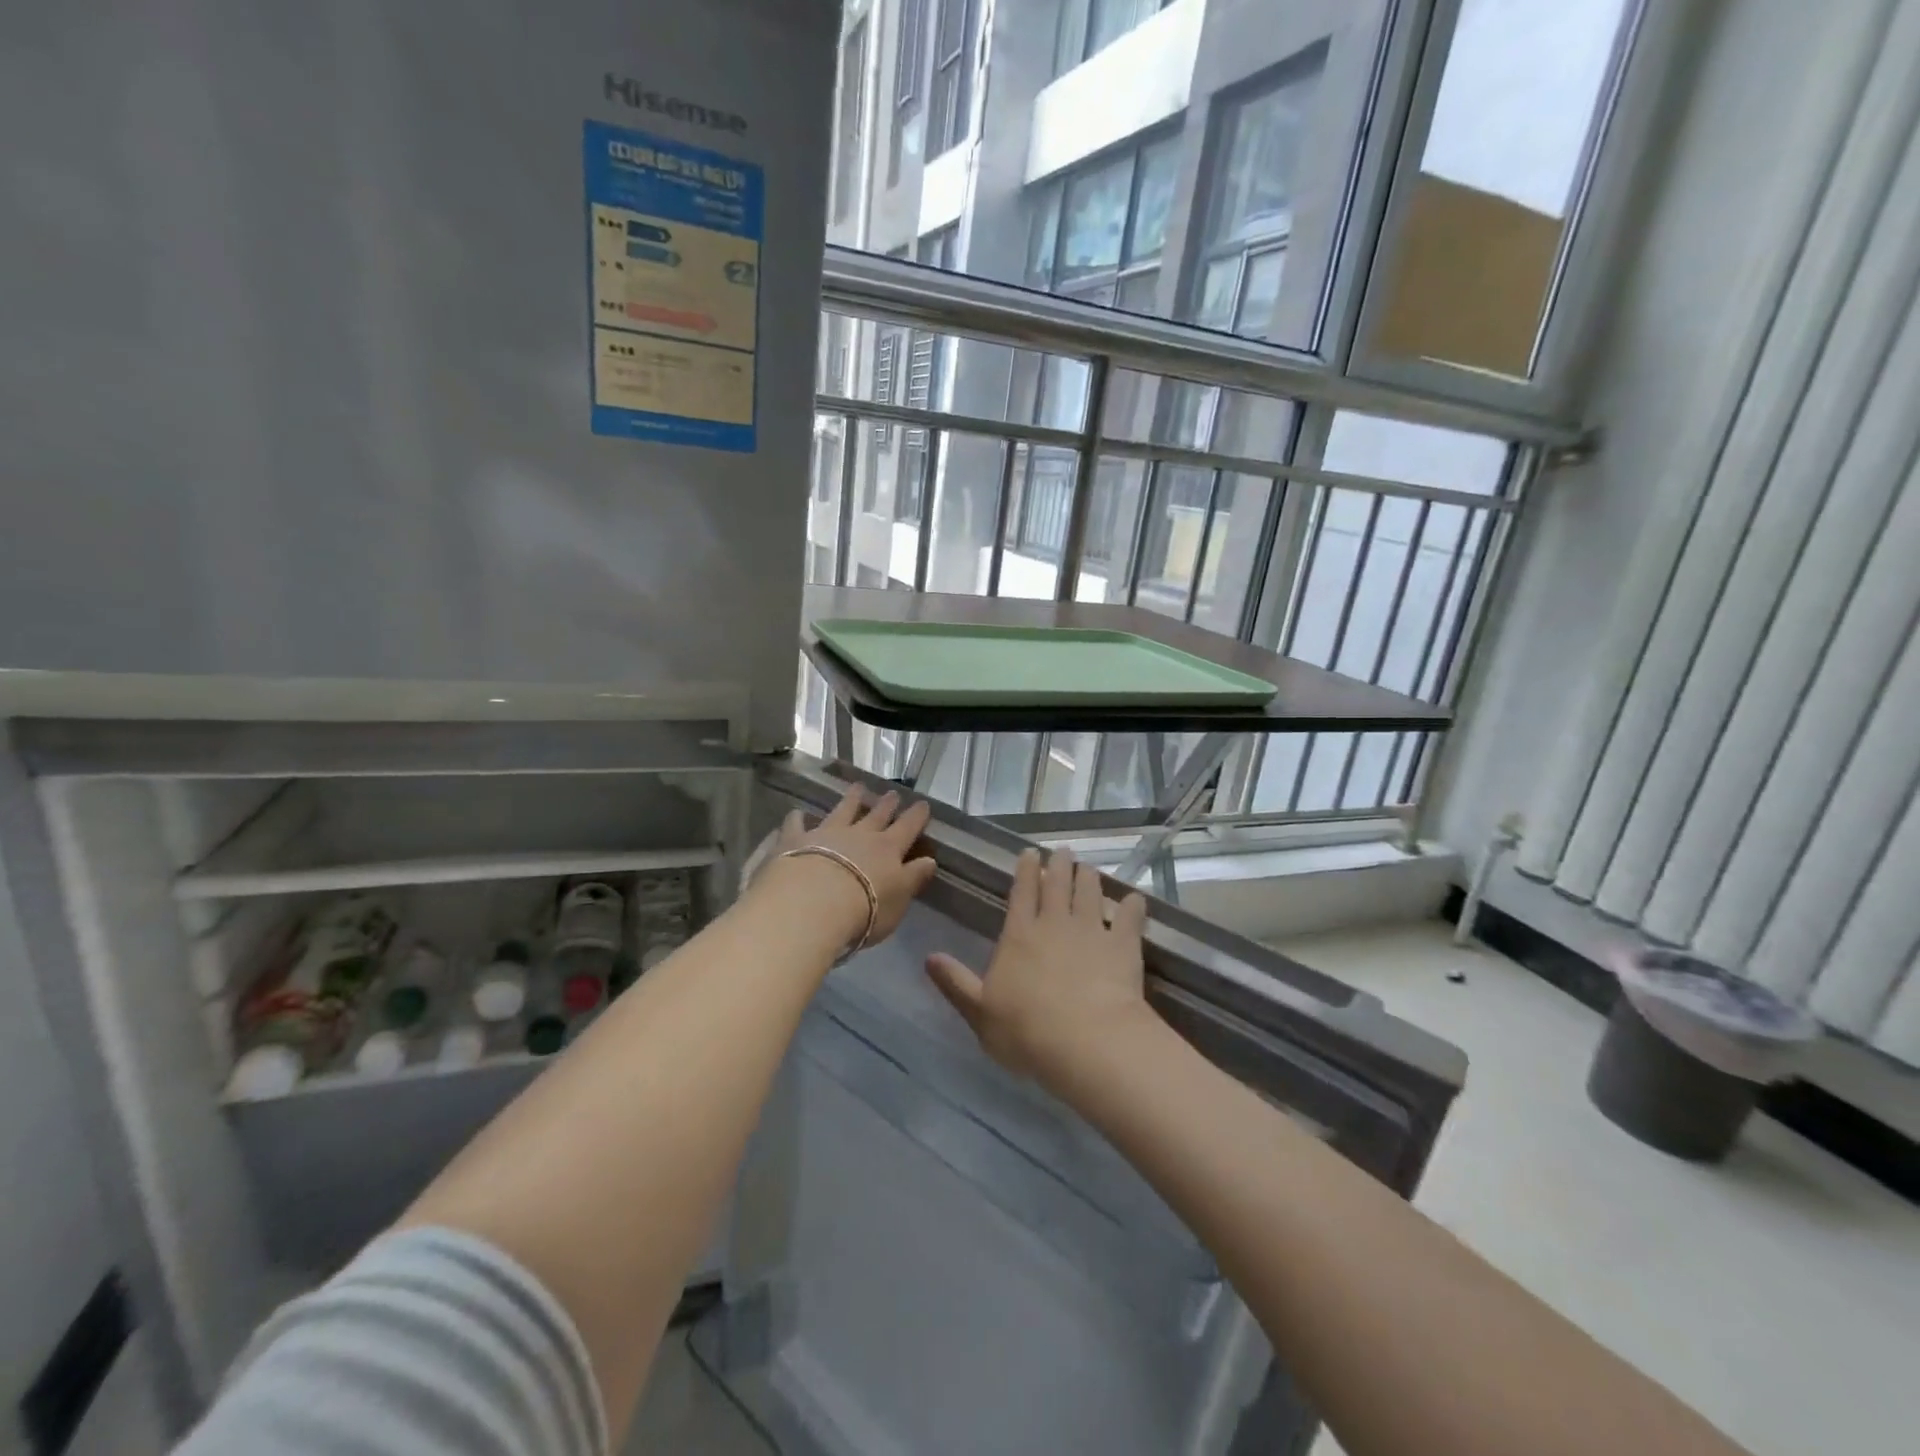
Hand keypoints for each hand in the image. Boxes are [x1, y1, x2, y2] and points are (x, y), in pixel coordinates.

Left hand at [764, 786, 938, 948]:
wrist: (814, 904)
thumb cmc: (865, 909)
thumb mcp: (899, 899)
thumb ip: (914, 878)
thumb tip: (930, 861)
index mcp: (888, 849)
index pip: (907, 828)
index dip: (916, 816)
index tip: (923, 804)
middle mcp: (859, 835)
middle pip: (876, 815)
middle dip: (886, 804)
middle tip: (893, 793)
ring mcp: (827, 834)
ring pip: (842, 810)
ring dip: (851, 799)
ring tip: (857, 787)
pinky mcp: (796, 840)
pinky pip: (796, 825)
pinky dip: (797, 818)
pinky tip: (796, 813)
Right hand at [925, 846, 1151, 1088]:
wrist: (1086, 1041)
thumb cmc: (1025, 1030)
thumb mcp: (979, 1012)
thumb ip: (956, 983)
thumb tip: (929, 958)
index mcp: (1019, 935)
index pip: (1022, 893)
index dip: (1026, 871)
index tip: (1031, 853)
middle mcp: (1055, 924)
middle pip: (1058, 885)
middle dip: (1059, 866)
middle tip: (1063, 852)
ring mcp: (1092, 931)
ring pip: (1090, 893)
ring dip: (1089, 877)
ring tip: (1089, 867)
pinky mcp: (1123, 946)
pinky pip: (1129, 918)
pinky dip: (1132, 906)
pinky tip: (1135, 899)